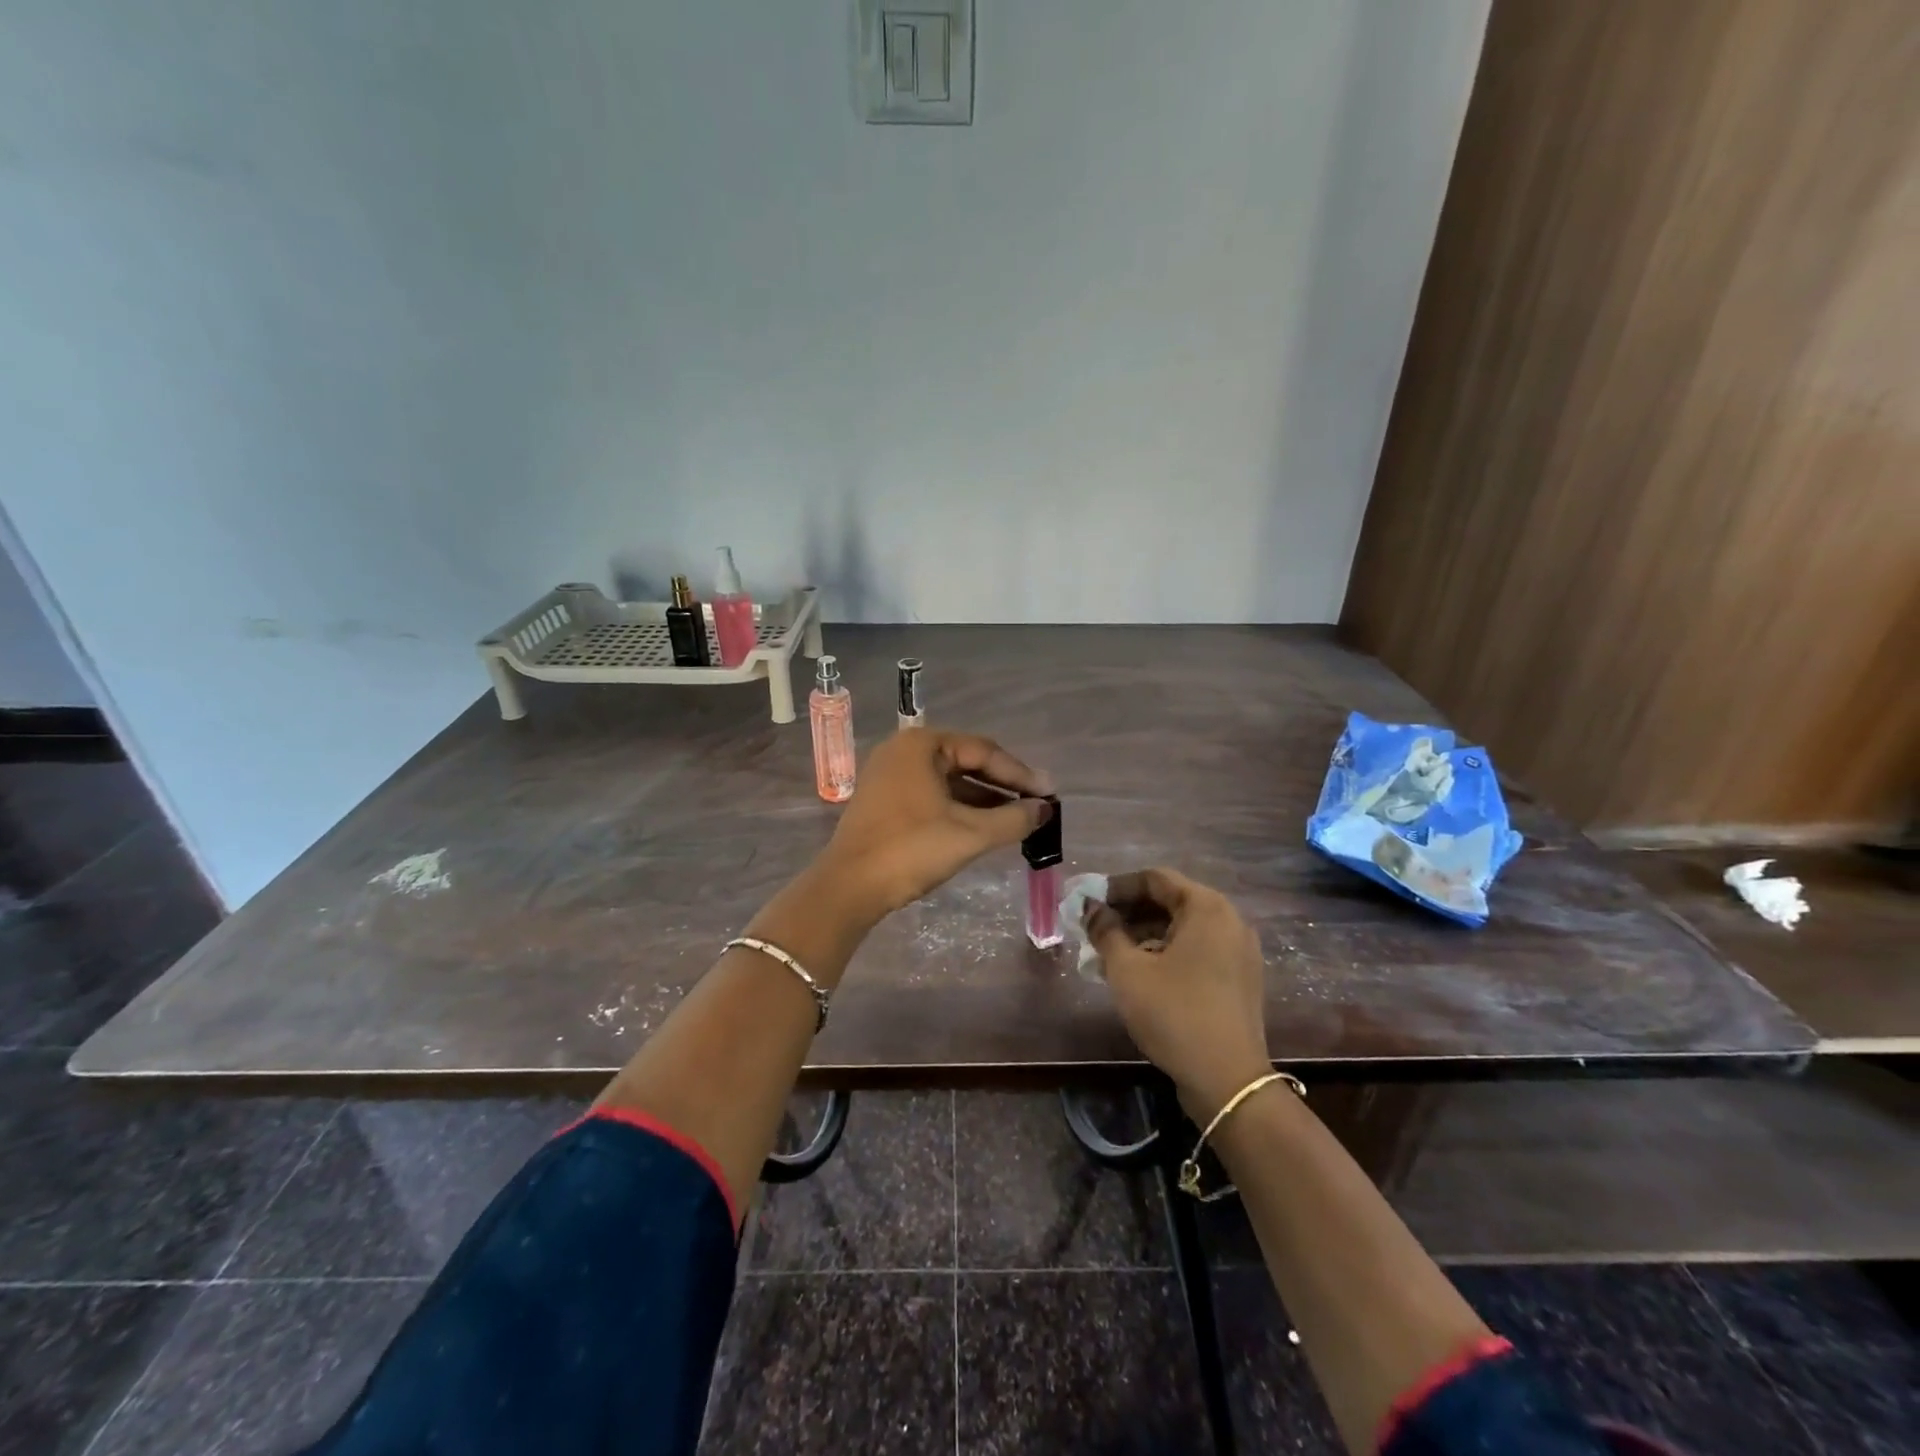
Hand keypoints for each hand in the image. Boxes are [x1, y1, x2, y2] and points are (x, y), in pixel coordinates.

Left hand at [821, 729, 1052, 917]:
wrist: (848, 888)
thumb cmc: (910, 850)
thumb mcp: (970, 835)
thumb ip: (1013, 819)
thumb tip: (1045, 810)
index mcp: (922, 745)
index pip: (983, 751)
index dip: (1020, 774)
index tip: (1049, 794)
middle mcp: (903, 750)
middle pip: (966, 762)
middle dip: (1002, 786)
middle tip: (1037, 805)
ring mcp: (890, 775)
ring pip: (949, 781)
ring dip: (983, 800)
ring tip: (1018, 819)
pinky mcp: (884, 800)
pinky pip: (932, 795)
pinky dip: (959, 809)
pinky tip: (983, 827)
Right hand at [1083, 868, 1271, 1120]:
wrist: (1228, 1081)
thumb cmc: (1174, 1013)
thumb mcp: (1128, 970)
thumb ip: (1105, 931)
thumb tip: (1091, 909)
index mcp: (1206, 907)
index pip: (1154, 879)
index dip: (1116, 887)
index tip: (1088, 903)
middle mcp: (1229, 920)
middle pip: (1170, 901)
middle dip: (1128, 913)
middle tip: (1094, 929)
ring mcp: (1238, 951)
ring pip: (1182, 929)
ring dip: (1143, 935)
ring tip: (1108, 954)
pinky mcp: (1239, 979)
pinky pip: (1196, 951)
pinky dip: (1166, 953)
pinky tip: (1137, 973)